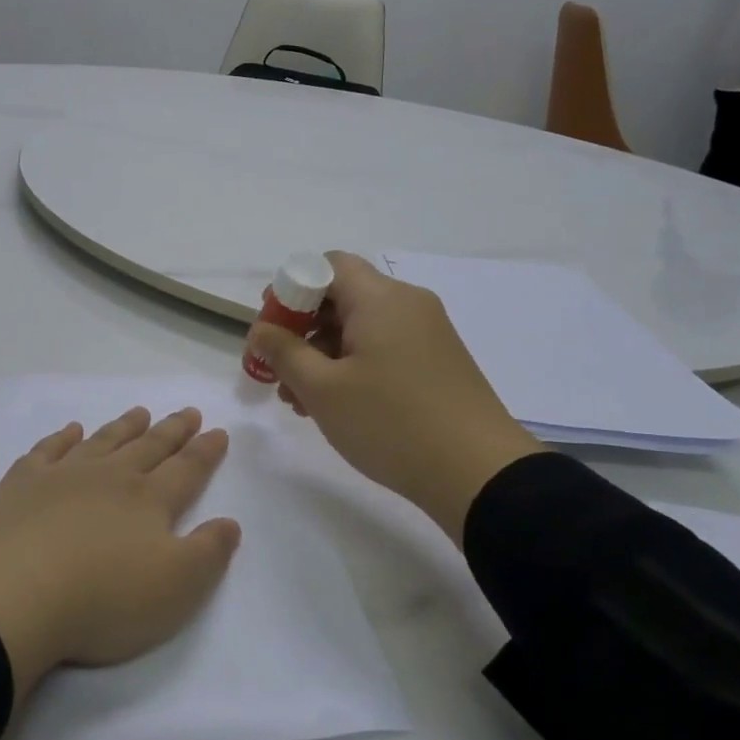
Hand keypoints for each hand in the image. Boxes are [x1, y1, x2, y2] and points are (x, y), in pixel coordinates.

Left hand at [0, 408, 239, 700]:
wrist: (13, 594)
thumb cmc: (103, 599)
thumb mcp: (176, 588)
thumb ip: (209, 553)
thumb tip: (229, 522)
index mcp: (148, 501)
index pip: (186, 470)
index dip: (205, 452)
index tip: (218, 431)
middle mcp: (110, 477)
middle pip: (148, 447)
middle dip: (172, 430)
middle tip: (188, 412)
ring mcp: (63, 475)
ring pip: (103, 441)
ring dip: (124, 427)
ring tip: (140, 412)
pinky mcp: (22, 485)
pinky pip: (48, 450)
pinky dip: (63, 438)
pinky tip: (71, 431)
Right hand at [245, 252, 543, 545]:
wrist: (480, 474)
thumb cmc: (391, 423)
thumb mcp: (323, 390)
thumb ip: (284, 352)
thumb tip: (260, 329)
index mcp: (380, 298)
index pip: (327, 265)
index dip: (291, 288)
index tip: (272, 328)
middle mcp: (408, 303)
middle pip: (342, 296)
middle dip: (303, 329)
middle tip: (279, 370)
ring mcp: (428, 332)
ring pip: (362, 326)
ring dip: (325, 353)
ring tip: (301, 400)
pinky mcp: (438, 361)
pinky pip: (385, 347)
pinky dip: (355, 365)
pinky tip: (338, 405)